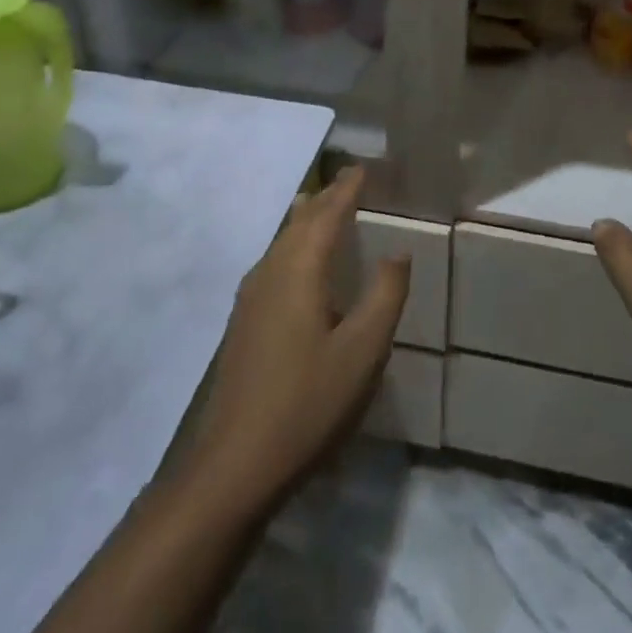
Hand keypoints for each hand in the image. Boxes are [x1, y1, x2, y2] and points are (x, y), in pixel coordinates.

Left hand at [185, 167, 408, 511]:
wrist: (234, 464)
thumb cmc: (307, 403)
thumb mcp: (363, 351)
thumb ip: (384, 296)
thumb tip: (397, 253)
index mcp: (298, 270)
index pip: (326, 214)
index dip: (347, 189)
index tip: (362, 167)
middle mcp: (269, 272)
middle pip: (299, 221)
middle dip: (326, 199)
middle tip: (350, 182)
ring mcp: (250, 298)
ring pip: (283, 241)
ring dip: (308, 221)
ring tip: (328, 210)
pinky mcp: (244, 322)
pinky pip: (274, 263)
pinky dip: (296, 246)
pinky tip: (302, 265)